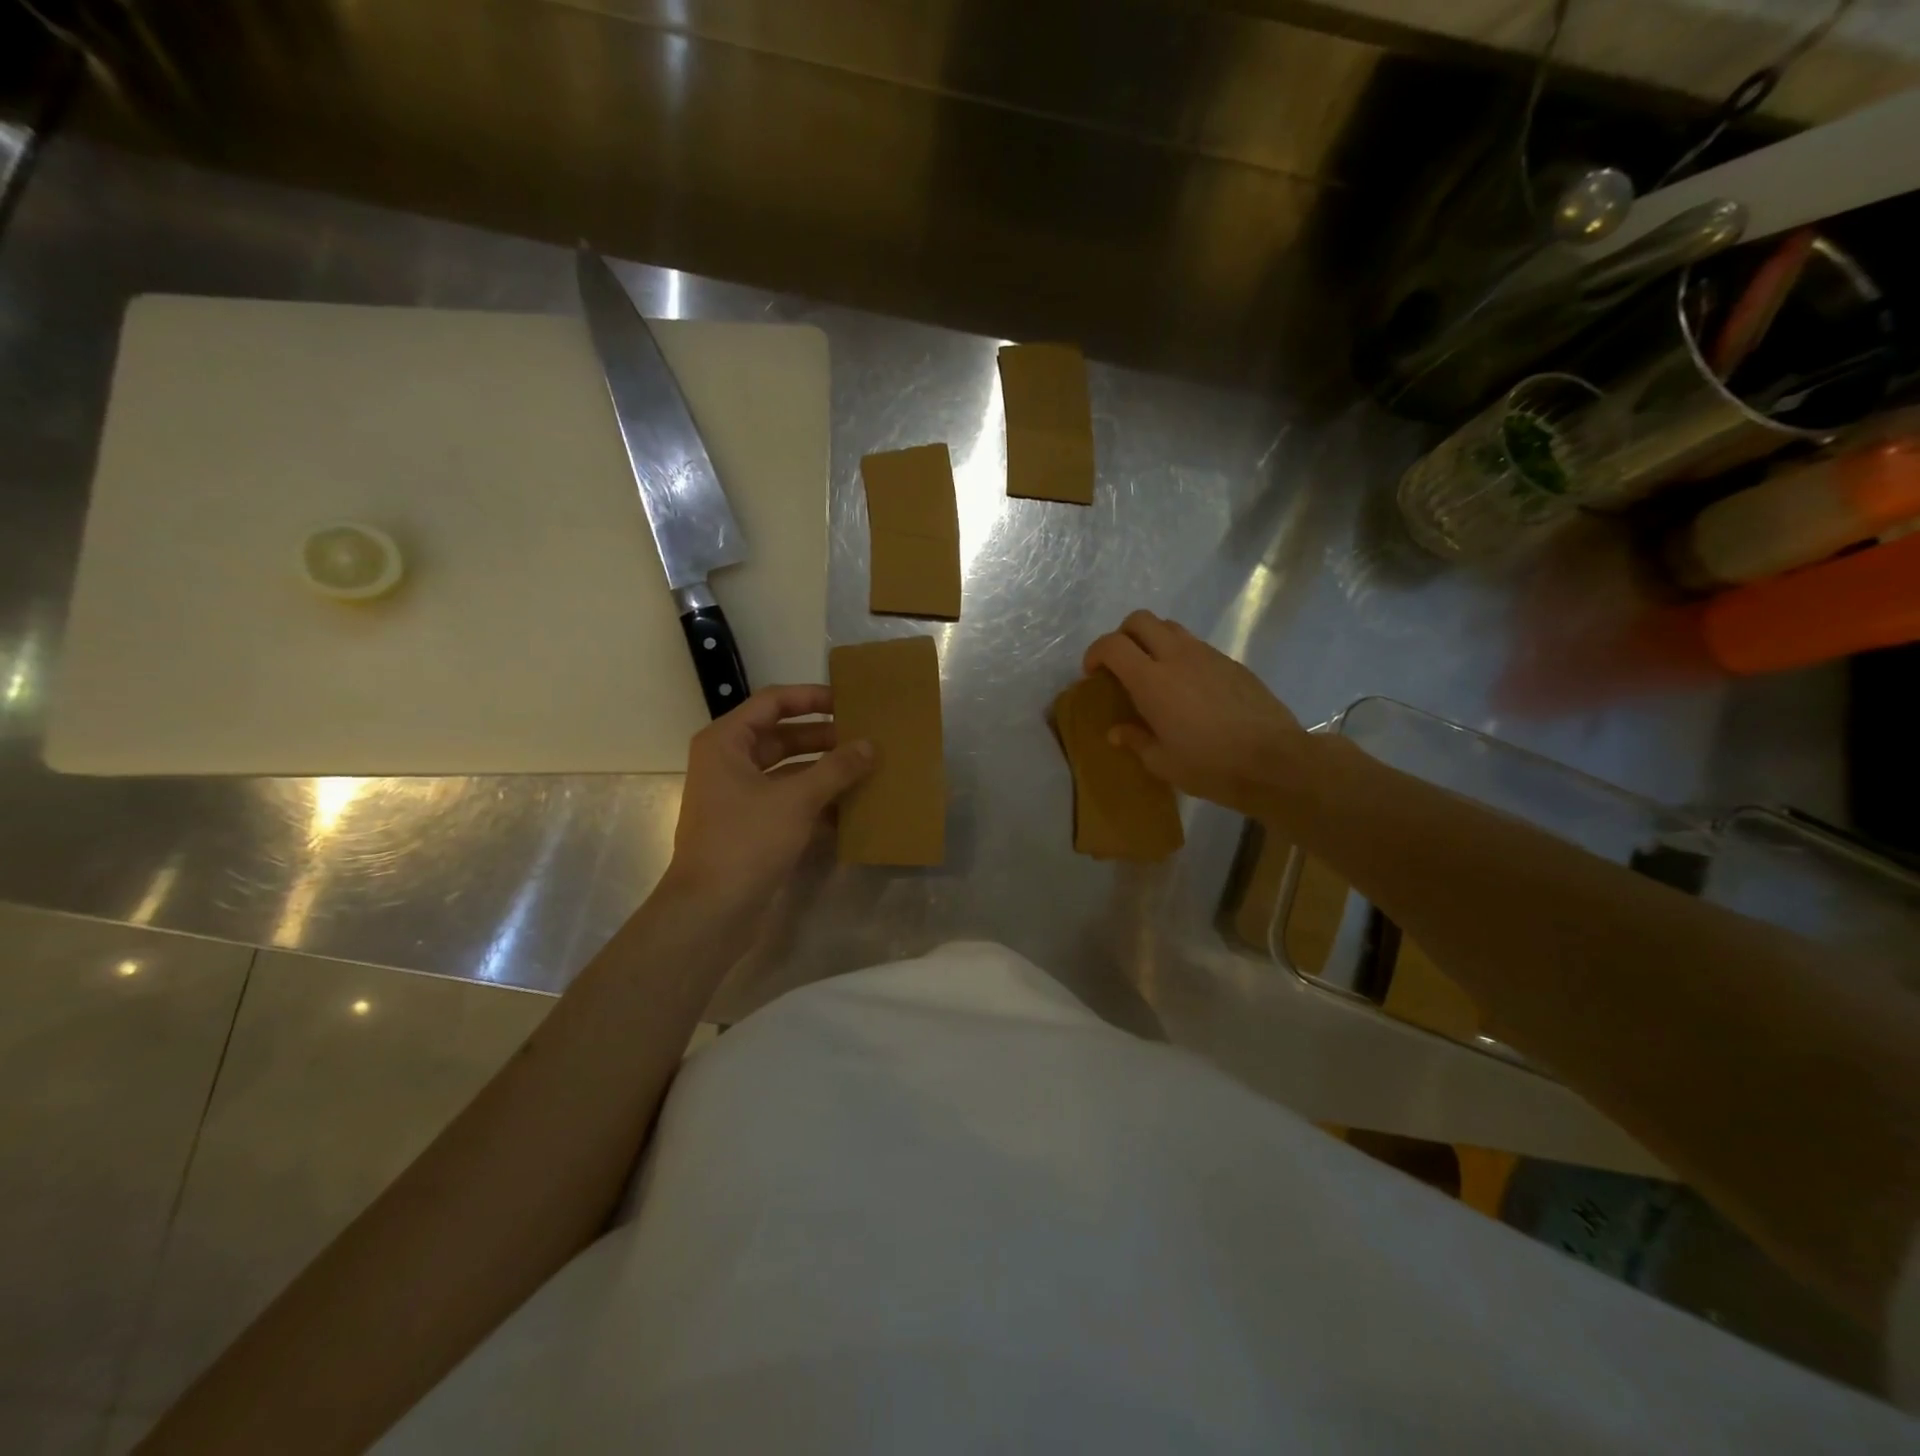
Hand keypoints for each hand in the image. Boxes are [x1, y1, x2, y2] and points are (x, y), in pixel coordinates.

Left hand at [661, 685, 872, 913]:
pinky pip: (789, 801)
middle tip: (865, 739)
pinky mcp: (752, 826)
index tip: (849, 702)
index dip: (811, 698)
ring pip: (789, 771)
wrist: (711, 911)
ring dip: (824, 771)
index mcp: (727, 742)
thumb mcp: (796, 799)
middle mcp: (729, 763)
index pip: (773, 702)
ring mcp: (739, 796)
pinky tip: (852, 807)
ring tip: (866, 769)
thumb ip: (836, 768)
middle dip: (824, 738)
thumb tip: (870, 746)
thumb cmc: (746, 841)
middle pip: (782, 737)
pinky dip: (817, 801)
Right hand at [1083, 610, 1320, 824]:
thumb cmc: (1210, 766)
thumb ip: (1135, 740)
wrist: (1275, 761)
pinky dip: (1181, 655)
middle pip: (1140, 620)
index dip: (1095, 653)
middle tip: (1121, 665)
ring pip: (1170, 627)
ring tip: (1153, 672)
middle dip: (1122, 635)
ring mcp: (1208, 655)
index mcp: (1152, 681)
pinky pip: (1197, 645)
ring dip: (1153, 640)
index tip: (1093, 674)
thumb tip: (1117, 732)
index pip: (1112, 645)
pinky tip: (1188, 688)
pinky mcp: (1232, 663)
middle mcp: (1177, 657)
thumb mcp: (1163, 762)